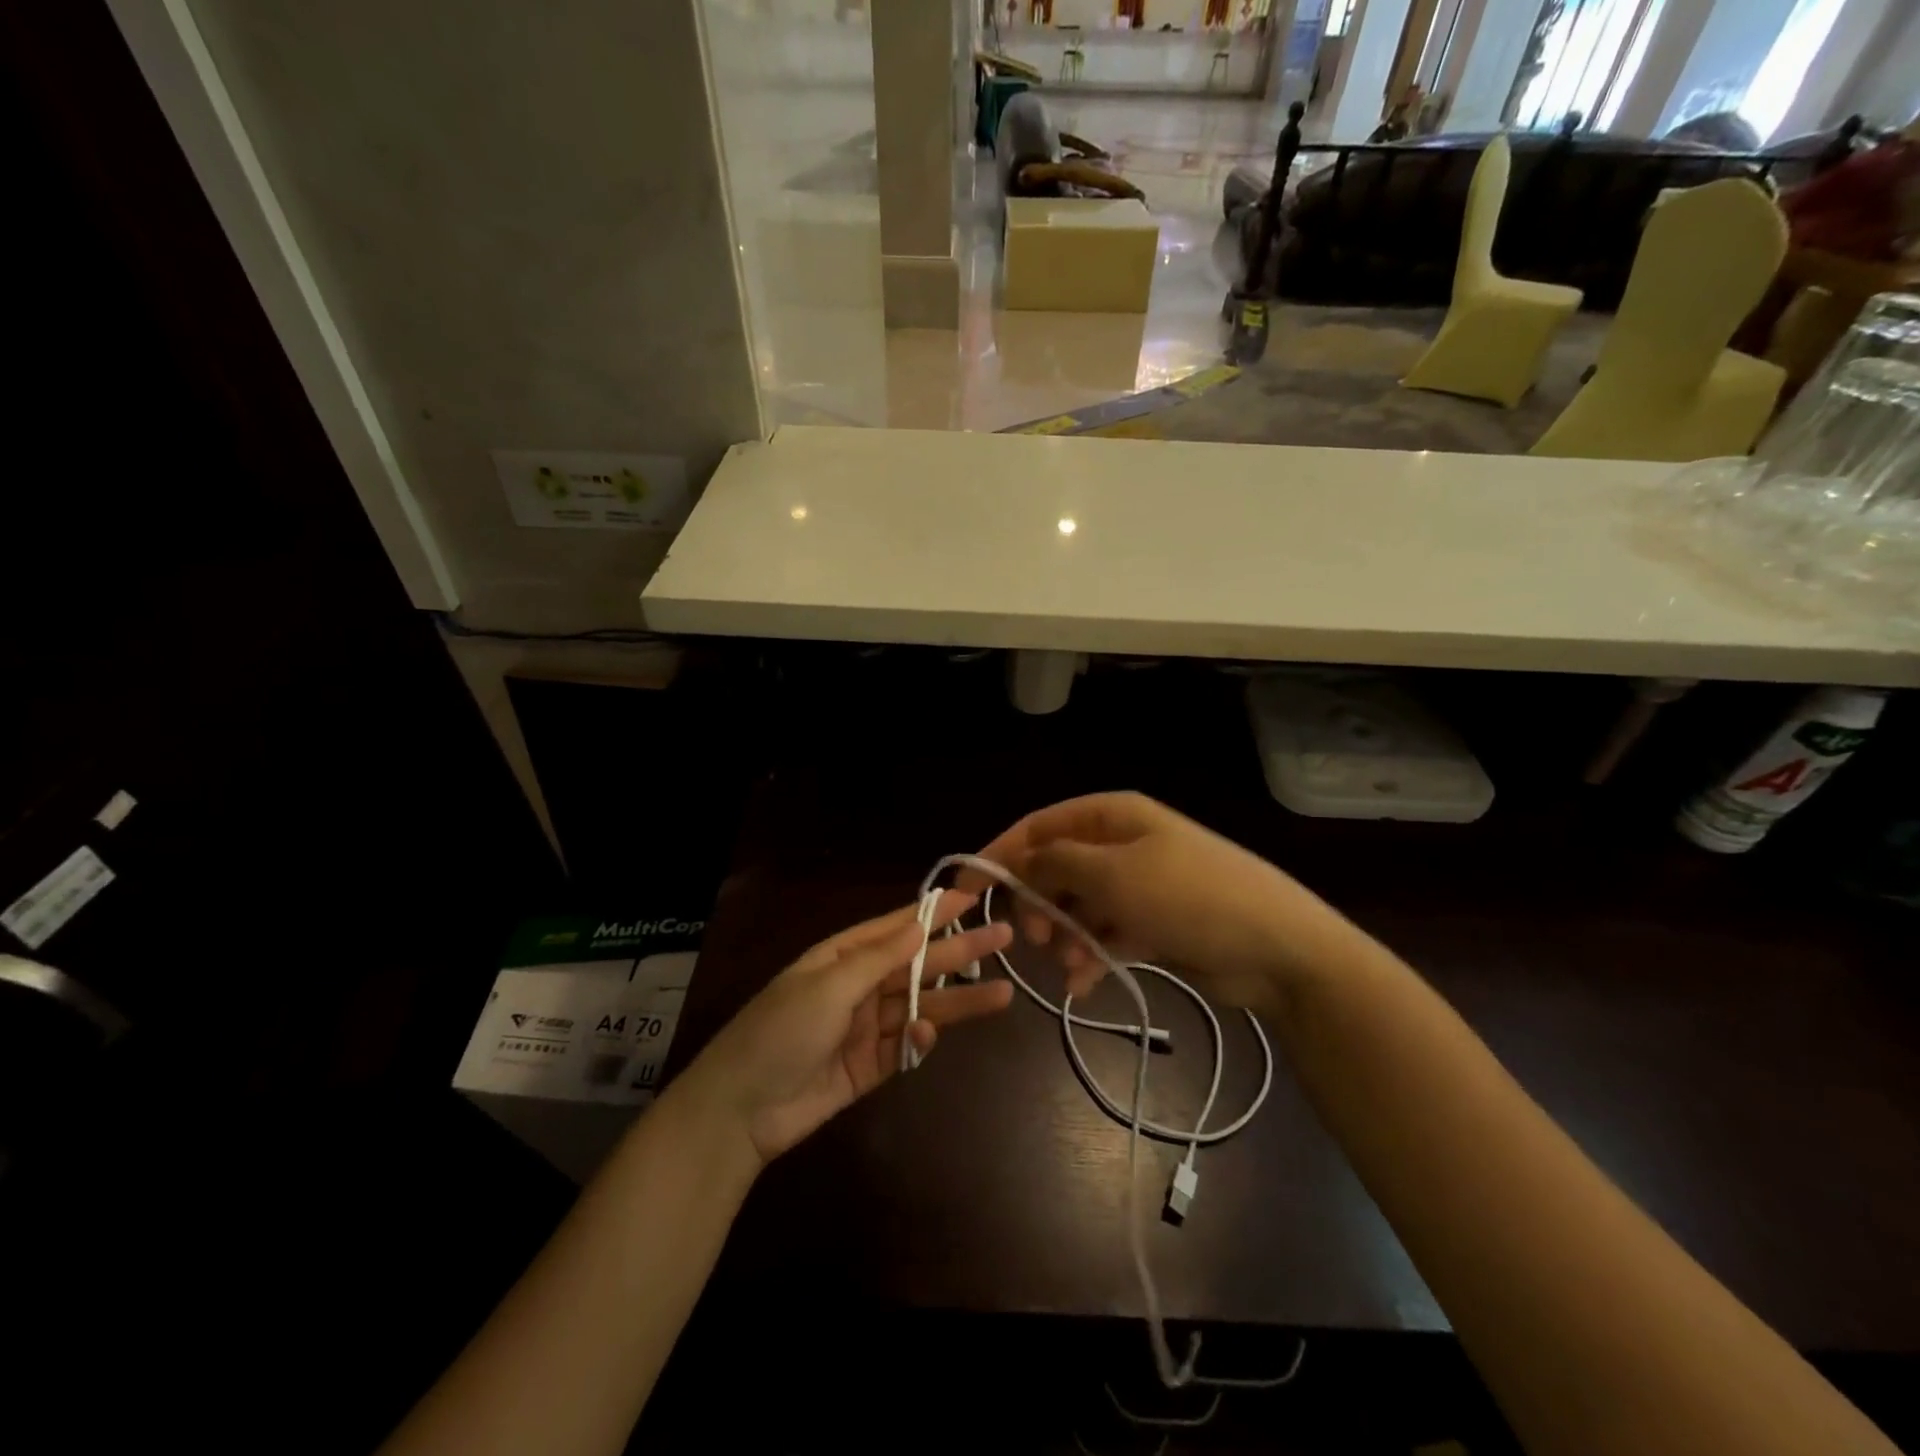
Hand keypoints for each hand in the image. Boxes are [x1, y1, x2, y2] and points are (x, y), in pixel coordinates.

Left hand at [678, 892, 1012, 1163]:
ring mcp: (866, 1027)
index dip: (933, 913)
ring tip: (1003, 994)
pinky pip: (905, 1047)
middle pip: (917, 965)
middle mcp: (858, 986)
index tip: (971, 898)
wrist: (742, 1110)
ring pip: (921, 1006)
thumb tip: (919, 924)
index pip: (897, 927)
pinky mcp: (871, 1066)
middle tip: (1003, 938)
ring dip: (957, 1001)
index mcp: (842, 957)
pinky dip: (920, 1042)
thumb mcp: (828, 986)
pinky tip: (928, 1038)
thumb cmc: (781, 1032)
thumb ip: (878, 958)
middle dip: (959, 952)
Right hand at [972, 792, 1347, 1010]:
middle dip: (1038, 903)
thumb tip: (1021, 860)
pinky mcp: (1154, 923)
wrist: (1278, 948)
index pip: (1040, 827)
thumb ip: (1057, 862)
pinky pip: (1107, 934)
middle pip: (1057, 868)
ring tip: (1068, 966)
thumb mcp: (1114, 874)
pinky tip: (1086, 984)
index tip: (967, 890)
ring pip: (1079, 906)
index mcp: (1112, 818)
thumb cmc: (1189, 897)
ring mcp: (1140, 885)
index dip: (1001, 854)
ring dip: (1065, 937)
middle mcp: (1122, 845)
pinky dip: (1092, 956)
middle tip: (1031, 940)